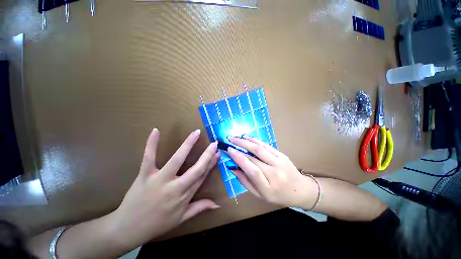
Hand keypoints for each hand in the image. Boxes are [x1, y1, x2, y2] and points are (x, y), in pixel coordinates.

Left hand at [110, 128, 218, 246]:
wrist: (128, 229)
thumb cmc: (157, 223)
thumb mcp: (182, 218)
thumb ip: (200, 208)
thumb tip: (218, 204)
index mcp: (184, 195)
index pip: (202, 176)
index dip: (211, 164)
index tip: (217, 154)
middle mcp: (175, 186)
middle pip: (195, 169)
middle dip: (207, 155)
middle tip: (214, 143)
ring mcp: (160, 179)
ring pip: (176, 160)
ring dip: (187, 145)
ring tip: (196, 133)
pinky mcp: (145, 175)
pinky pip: (149, 157)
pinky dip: (152, 144)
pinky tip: (156, 130)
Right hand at [227, 136, 317, 209]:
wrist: (301, 190)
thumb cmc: (278, 195)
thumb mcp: (260, 195)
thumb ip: (245, 181)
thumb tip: (232, 168)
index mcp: (268, 188)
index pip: (252, 170)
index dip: (239, 159)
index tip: (229, 150)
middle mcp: (274, 174)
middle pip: (254, 157)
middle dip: (240, 147)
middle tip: (229, 140)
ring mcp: (280, 162)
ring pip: (260, 148)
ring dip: (246, 141)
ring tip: (236, 137)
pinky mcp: (282, 155)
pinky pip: (267, 145)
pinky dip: (255, 140)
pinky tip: (247, 137)